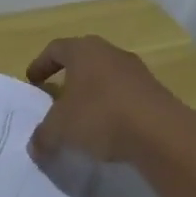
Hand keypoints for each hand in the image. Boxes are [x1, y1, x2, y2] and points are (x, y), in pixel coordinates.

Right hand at [25, 35, 192, 164]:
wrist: (162, 134)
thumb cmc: (100, 116)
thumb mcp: (59, 129)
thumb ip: (43, 136)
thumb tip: (35, 147)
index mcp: (84, 51)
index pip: (56, 49)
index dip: (41, 64)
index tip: (33, 81)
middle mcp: (111, 53)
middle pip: (84, 59)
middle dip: (69, 77)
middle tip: (57, 95)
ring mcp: (137, 72)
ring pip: (107, 77)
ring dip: (94, 93)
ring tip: (84, 116)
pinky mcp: (156, 93)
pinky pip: (126, 95)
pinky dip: (114, 108)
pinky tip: (109, 130)